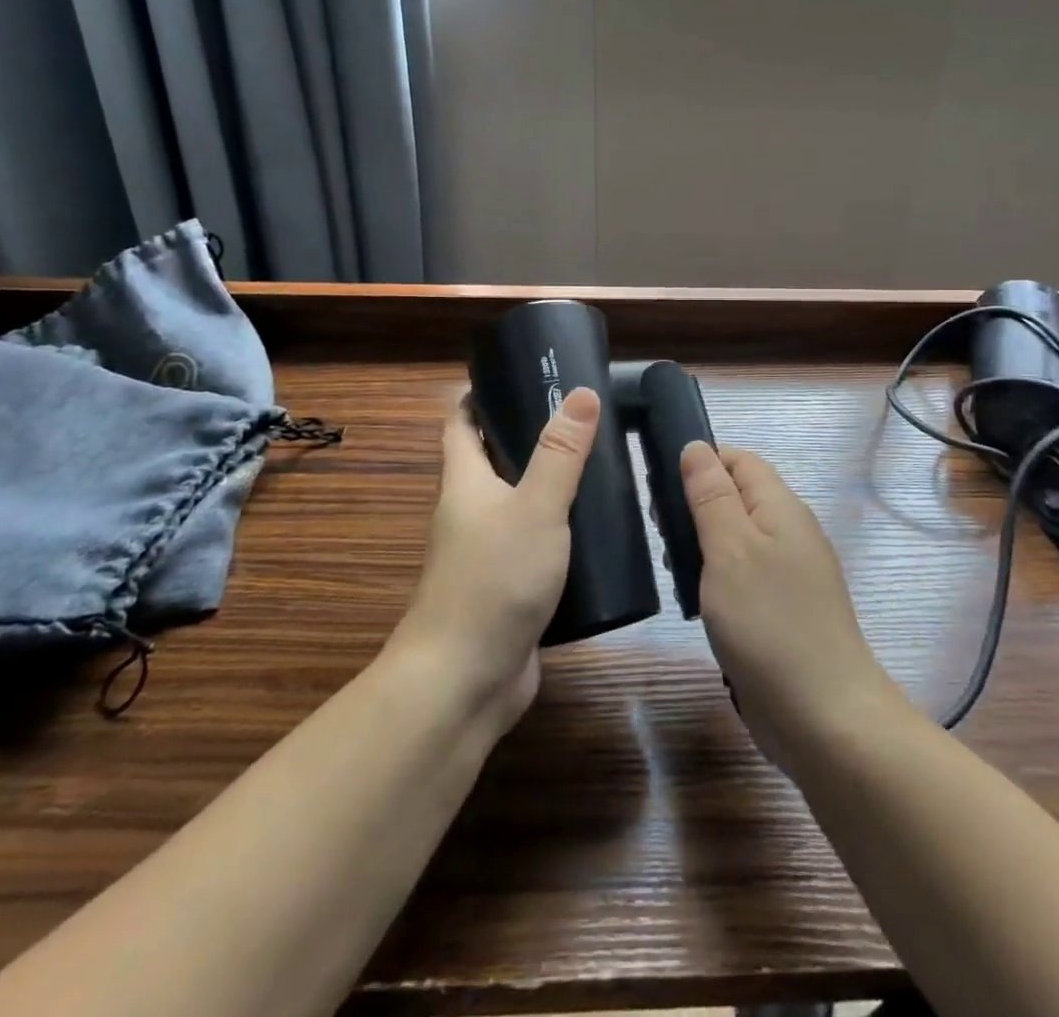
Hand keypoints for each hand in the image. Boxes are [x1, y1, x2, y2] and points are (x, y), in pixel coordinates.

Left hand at [395, 387, 600, 729]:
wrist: (464, 682)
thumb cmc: (492, 581)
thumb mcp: (535, 508)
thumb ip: (560, 454)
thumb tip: (579, 393)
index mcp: (465, 485)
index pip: (461, 425)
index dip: (478, 397)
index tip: (515, 375)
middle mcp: (469, 515)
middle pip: (491, 463)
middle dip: (525, 437)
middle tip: (578, 418)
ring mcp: (486, 555)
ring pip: (516, 507)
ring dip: (546, 486)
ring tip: (597, 467)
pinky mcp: (508, 590)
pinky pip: (533, 546)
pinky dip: (558, 531)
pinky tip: (595, 531)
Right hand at [682, 443, 898, 768]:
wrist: (823, 717)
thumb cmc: (769, 623)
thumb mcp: (730, 549)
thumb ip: (711, 496)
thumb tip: (695, 446)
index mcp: (781, 507)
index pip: (739, 460)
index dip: (700, 462)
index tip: (659, 485)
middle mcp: (789, 532)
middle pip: (736, 496)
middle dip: (695, 505)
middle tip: (660, 532)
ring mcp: (788, 573)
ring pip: (736, 537)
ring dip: (701, 544)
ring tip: (671, 567)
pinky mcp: (781, 610)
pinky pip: (742, 575)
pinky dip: (715, 578)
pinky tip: (694, 599)